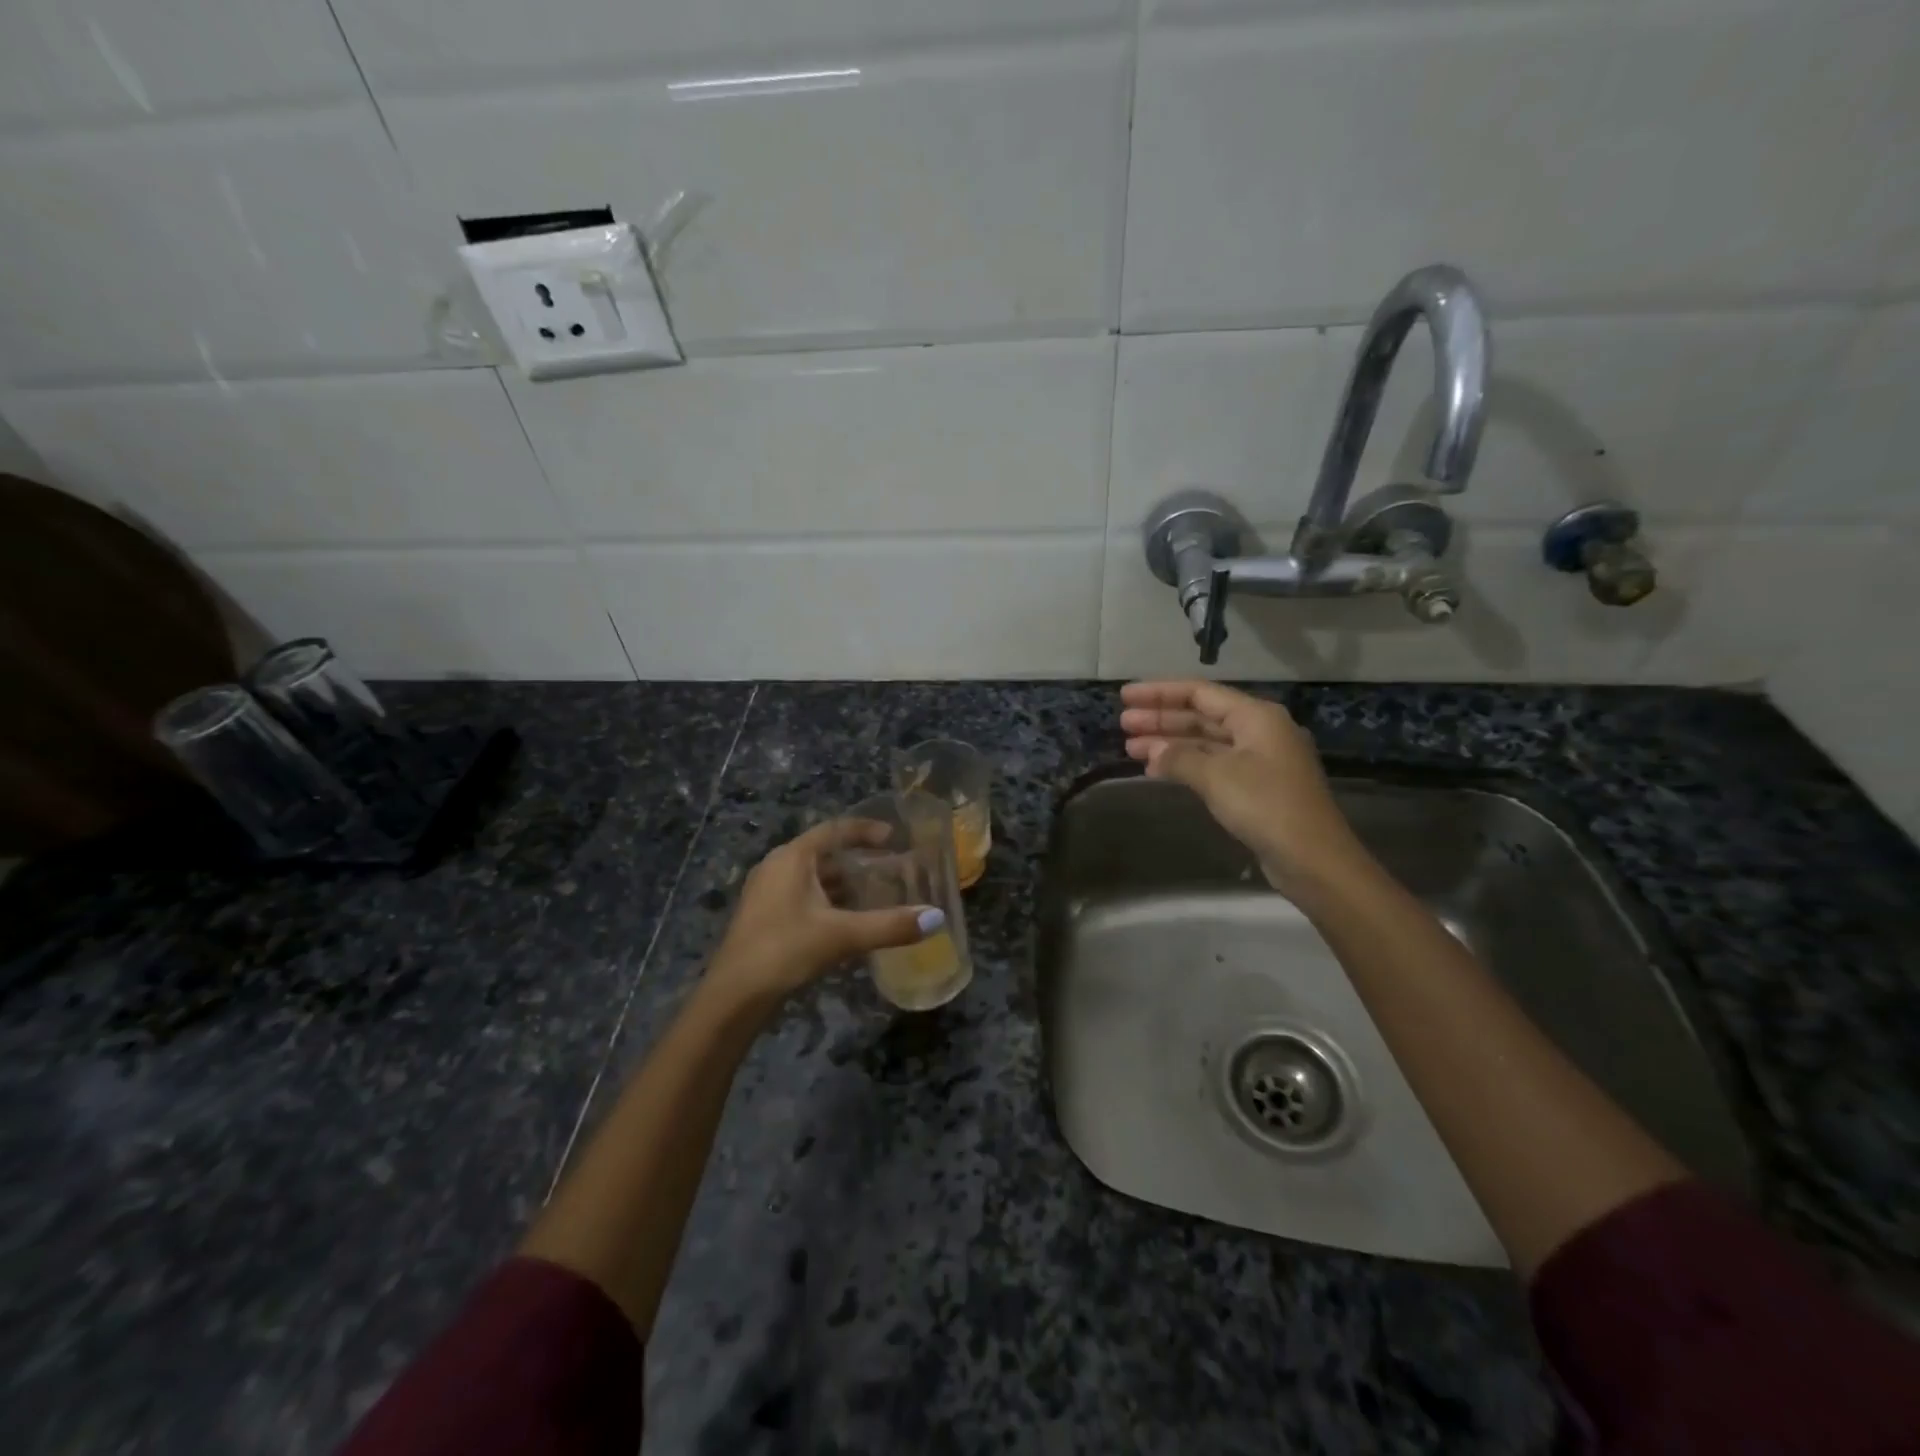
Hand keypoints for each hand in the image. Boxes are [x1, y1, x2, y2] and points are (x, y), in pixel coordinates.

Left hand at [706, 820, 942, 1008]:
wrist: (734, 996)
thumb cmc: (785, 950)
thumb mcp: (842, 936)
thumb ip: (890, 925)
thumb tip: (937, 918)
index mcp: (792, 858)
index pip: (834, 830)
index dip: (865, 830)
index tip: (894, 838)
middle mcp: (777, 867)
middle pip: (824, 854)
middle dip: (858, 861)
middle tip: (890, 869)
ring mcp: (767, 893)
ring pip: (813, 878)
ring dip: (843, 884)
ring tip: (875, 895)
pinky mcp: (764, 917)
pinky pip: (803, 897)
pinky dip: (828, 902)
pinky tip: (847, 922)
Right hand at [1119, 680, 1373, 897]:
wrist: (1312, 858)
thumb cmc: (1266, 806)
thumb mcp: (1217, 776)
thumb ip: (1179, 757)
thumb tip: (1152, 751)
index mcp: (1255, 716)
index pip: (1199, 693)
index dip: (1159, 693)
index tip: (1125, 697)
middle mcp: (1259, 731)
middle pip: (1201, 715)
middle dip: (1161, 718)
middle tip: (1123, 724)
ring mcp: (1259, 760)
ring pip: (1205, 742)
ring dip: (1169, 743)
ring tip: (1131, 748)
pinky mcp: (1256, 786)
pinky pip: (1212, 764)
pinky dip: (1185, 764)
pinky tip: (1158, 771)